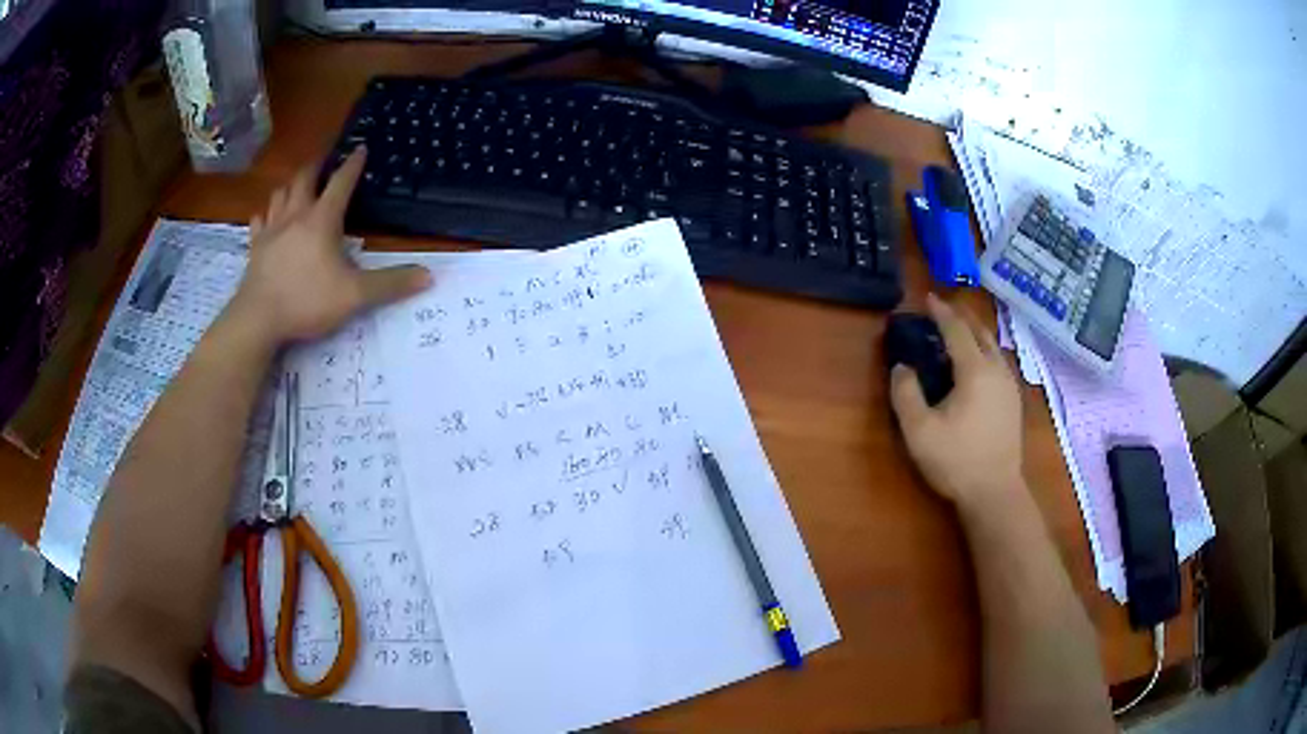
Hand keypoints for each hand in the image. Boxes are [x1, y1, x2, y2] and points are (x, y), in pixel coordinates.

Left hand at [226, 148, 431, 343]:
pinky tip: (267, 218)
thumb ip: (390, 284)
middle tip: (324, 161)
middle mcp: (296, 216)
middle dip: (317, 166)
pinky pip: (259, 221)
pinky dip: (266, 214)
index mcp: (322, 220)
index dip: (353, 164)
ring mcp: (271, 230)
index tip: (361, 148)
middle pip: (305, 179)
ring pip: (280, 194)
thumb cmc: (307, 301)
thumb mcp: (355, 295)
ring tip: (298, 186)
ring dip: (291, 186)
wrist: (258, 319)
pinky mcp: (255, 247)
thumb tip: (429, 275)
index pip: (341, 182)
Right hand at [890, 294, 1024, 514]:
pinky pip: (999, 362)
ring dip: (975, 332)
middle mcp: (996, 370)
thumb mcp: (919, 431)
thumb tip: (902, 367)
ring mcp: (1009, 386)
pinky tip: (978, 363)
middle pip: (980, 332)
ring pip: (993, 346)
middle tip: (943, 309)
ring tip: (959, 331)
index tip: (927, 298)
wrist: (995, 492)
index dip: (941, 312)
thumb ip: (906, 394)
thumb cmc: (956, 461)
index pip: (957, 330)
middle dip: (961, 316)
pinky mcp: (1014, 402)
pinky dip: (985, 350)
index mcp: (975, 371)